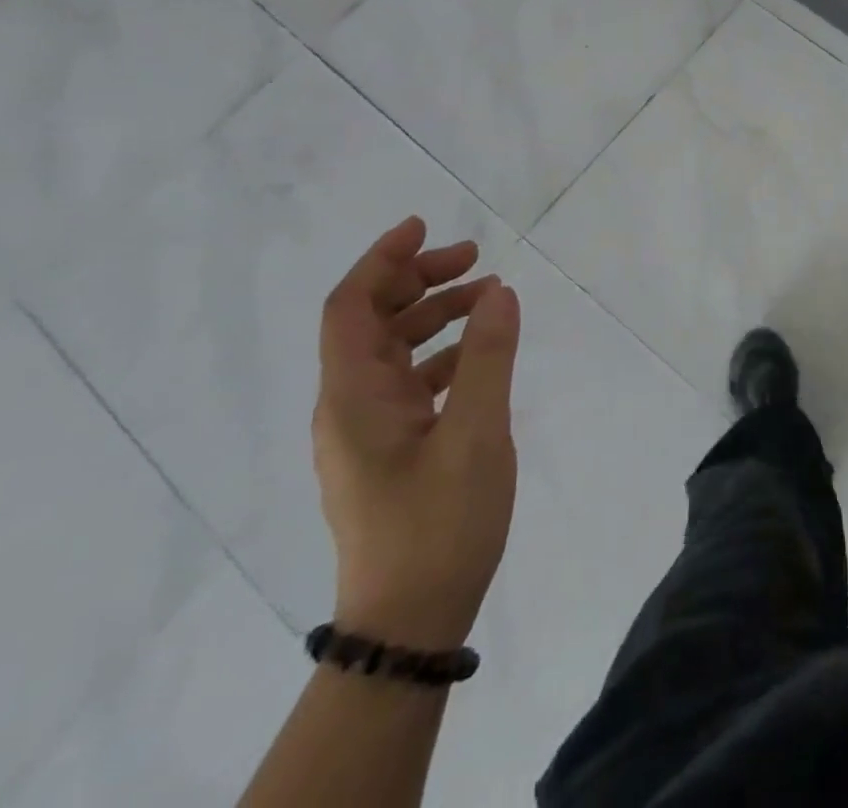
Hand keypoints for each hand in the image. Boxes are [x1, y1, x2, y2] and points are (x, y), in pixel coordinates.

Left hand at [313, 217, 520, 650]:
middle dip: (419, 279)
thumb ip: (487, 357)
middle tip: (475, 258)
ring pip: (392, 350)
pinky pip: (408, 382)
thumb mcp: (475, 434)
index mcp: (354, 396)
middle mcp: (348, 406)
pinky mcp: (388, 451)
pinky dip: (441, 353)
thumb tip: (499, 291)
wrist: (410, 621)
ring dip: (435, 315)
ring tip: (489, 297)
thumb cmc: (438, 523)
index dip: (382, 259)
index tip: (424, 225)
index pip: (350, 307)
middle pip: (372, 321)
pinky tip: (480, 355)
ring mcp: (366, 431)